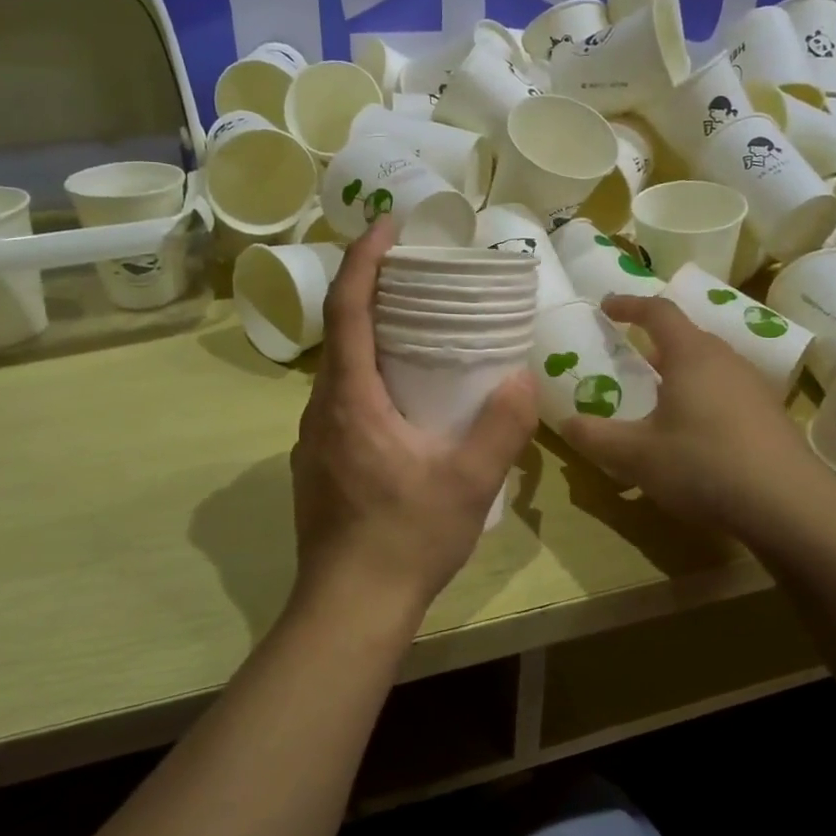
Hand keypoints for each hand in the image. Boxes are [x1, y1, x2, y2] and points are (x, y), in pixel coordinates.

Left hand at [290, 221, 536, 627]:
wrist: (349, 608)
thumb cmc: (406, 539)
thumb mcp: (468, 482)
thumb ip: (500, 427)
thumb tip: (521, 377)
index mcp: (351, 400)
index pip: (348, 310)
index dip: (363, 261)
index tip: (387, 227)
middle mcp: (322, 411)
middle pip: (340, 333)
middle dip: (370, 291)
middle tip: (416, 275)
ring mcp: (313, 440)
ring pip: (339, 370)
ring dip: (369, 337)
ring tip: (416, 330)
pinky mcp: (318, 465)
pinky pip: (341, 401)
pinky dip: (367, 376)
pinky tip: (402, 399)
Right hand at [559, 295, 835, 546]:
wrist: (789, 505)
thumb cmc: (704, 465)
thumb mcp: (637, 456)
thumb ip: (596, 437)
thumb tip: (567, 423)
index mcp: (691, 355)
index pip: (658, 311)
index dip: (629, 304)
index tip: (606, 307)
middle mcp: (725, 359)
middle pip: (686, 336)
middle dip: (653, 341)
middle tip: (629, 358)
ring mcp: (753, 386)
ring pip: (707, 364)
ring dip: (679, 371)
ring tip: (657, 397)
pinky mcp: (769, 414)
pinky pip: (725, 389)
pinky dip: (701, 396)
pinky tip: (693, 431)